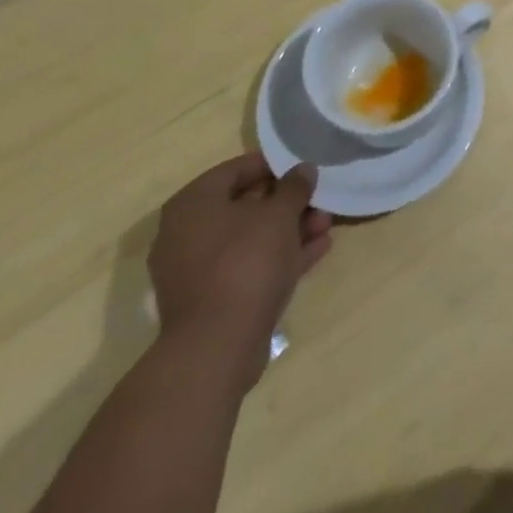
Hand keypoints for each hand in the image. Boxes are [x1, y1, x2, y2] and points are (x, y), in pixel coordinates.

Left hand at [148, 154, 331, 372]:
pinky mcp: (212, 300)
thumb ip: (294, 187)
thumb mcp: (279, 215)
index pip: (236, 169)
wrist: (218, 347)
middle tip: (319, 200)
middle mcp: (186, 233)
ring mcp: (197, 270)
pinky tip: (317, 250)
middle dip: (287, 203)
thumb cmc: (245, 263)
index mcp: (193, 203)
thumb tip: (303, 169)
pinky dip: (280, 257)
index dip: (273, 165)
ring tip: (326, 226)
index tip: (303, 168)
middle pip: (245, 206)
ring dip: (289, 230)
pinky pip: (249, 266)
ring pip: (250, 238)